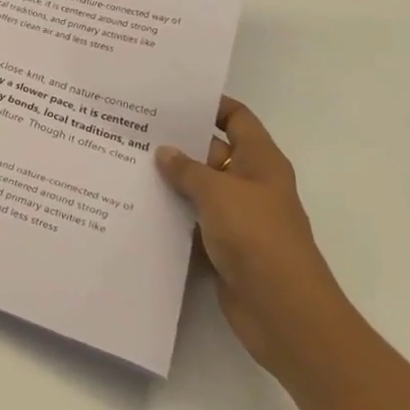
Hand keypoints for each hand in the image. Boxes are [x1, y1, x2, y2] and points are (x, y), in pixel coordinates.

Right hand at [156, 98, 353, 381]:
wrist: (284, 312)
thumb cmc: (257, 238)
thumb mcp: (217, 192)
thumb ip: (187, 169)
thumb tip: (164, 152)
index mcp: (261, 161)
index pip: (236, 118)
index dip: (209, 105)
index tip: (170, 98)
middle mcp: (251, 184)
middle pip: (212, 152)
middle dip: (178, 143)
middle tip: (134, 129)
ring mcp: (238, 217)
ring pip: (199, 188)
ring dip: (171, 181)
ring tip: (126, 163)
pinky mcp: (224, 247)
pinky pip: (193, 221)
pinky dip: (172, 214)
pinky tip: (138, 205)